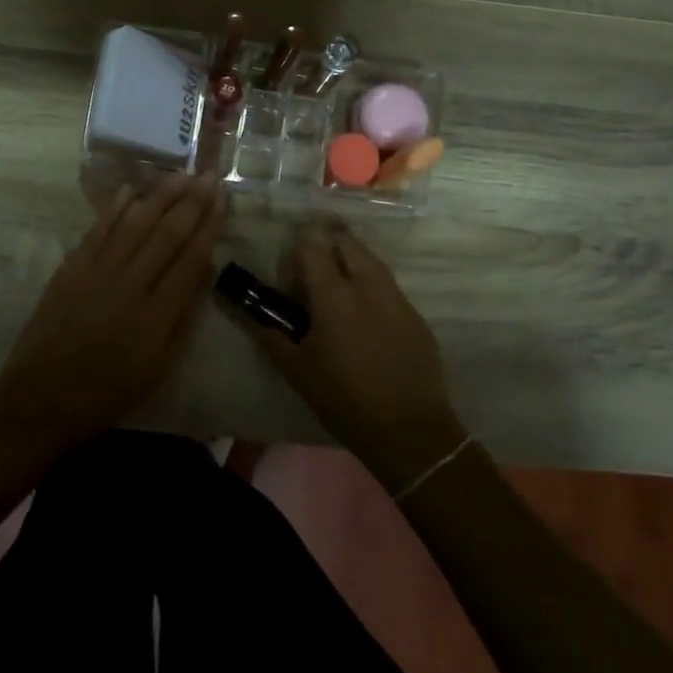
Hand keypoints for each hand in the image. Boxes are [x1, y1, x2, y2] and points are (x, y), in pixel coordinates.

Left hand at [0, 173, 224, 454]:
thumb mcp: (157, 370)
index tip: (222, 199)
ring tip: (179, 174)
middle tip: (208, 174)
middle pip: (165, 235)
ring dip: (159, 196)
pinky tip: (131, 190)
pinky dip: (115, 209)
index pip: (189, 260)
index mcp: (155, 317)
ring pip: (133, 225)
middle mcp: (128, 286)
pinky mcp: (70, 270)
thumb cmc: (105, 394)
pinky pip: (97, 231)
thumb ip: (180, 320)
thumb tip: (200, 273)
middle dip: (191, 202)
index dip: (208, 226)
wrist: (39, 402)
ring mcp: (95, 274)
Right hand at [249, 220, 465, 491]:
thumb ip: (273, 339)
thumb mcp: (298, 372)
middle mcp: (367, 285)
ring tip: (339, 286)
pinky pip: (389, 286)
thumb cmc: (344, 400)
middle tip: (314, 267)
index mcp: (334, 295)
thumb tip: (257, 320)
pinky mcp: (416, 315)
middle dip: (327, 242)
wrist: (409, 431)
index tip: (290, 271)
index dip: (297, 250)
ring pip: (371, 260)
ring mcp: (397, 298)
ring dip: (352, 261)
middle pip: (347, 242)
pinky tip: (365, 314)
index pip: (312, 247)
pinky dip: (372, 286)